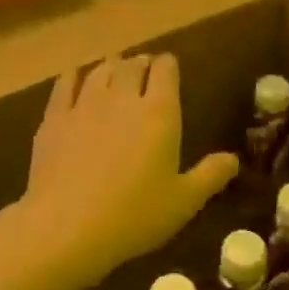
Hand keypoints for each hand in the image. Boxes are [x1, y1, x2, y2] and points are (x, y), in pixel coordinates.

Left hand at [22, 53, 237, 283]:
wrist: (66, 226)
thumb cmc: (134, 215)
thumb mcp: (183, 202)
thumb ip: (210, 176)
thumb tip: (233, 159)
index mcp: (159, 112)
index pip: (165, 70)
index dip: (168, 65)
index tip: (169, 68)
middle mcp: (122, 97)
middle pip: (132, 65)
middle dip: (140, 63)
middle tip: (143, 69)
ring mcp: (85, 104)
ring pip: (100, 70)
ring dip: (111, 65)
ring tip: (114, 67)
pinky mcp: (55, 117)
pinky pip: (65, 83)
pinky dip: (75, 75)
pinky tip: (75, 76)